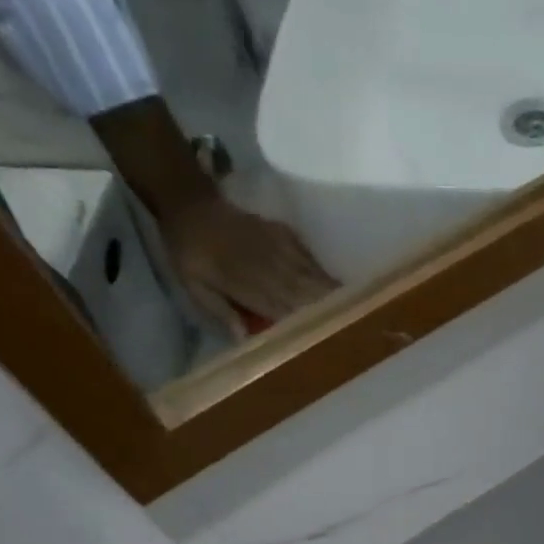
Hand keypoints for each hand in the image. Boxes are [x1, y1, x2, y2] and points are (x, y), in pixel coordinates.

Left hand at [161, 196, 337, 337]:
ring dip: (331, 293)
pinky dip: (322, 273)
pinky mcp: (282, 233)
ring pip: (311, 274)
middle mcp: (267, 265)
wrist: (190, 204)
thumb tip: (245, 339)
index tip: (328, 337)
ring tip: (354, 310)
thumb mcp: (194, 287)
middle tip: (354, 327)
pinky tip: (335, 284)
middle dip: (329, 309)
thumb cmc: (189, 253)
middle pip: (305, 292)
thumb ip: (220, 311)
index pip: (284, 309)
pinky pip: (308, 256)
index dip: (307, 323)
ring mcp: (277, 246)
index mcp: (245, 282)